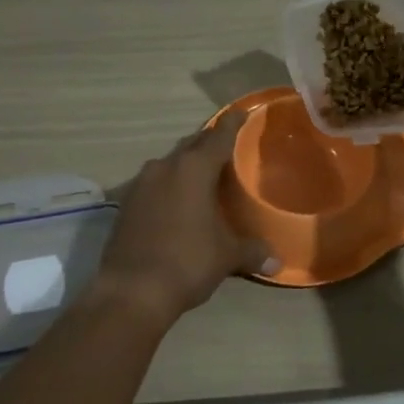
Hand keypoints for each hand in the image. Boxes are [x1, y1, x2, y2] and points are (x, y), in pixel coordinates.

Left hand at [94, 111, 274, 326]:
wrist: (132, 291)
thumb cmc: (187, 262)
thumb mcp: (227, 256)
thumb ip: (252, 251)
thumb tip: (277, 260)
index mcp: (193, 169)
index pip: (219, 137)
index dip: (233, 124)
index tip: (242, 112)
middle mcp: (165, 167)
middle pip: (192, 145)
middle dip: (209, 142)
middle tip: (227, 144)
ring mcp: (141, 184)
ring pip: (170, 163)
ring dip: (186, 164)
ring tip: (204, 173)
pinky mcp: (126, 204)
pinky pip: (154, 184)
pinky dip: (169, 185)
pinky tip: (178, 200)